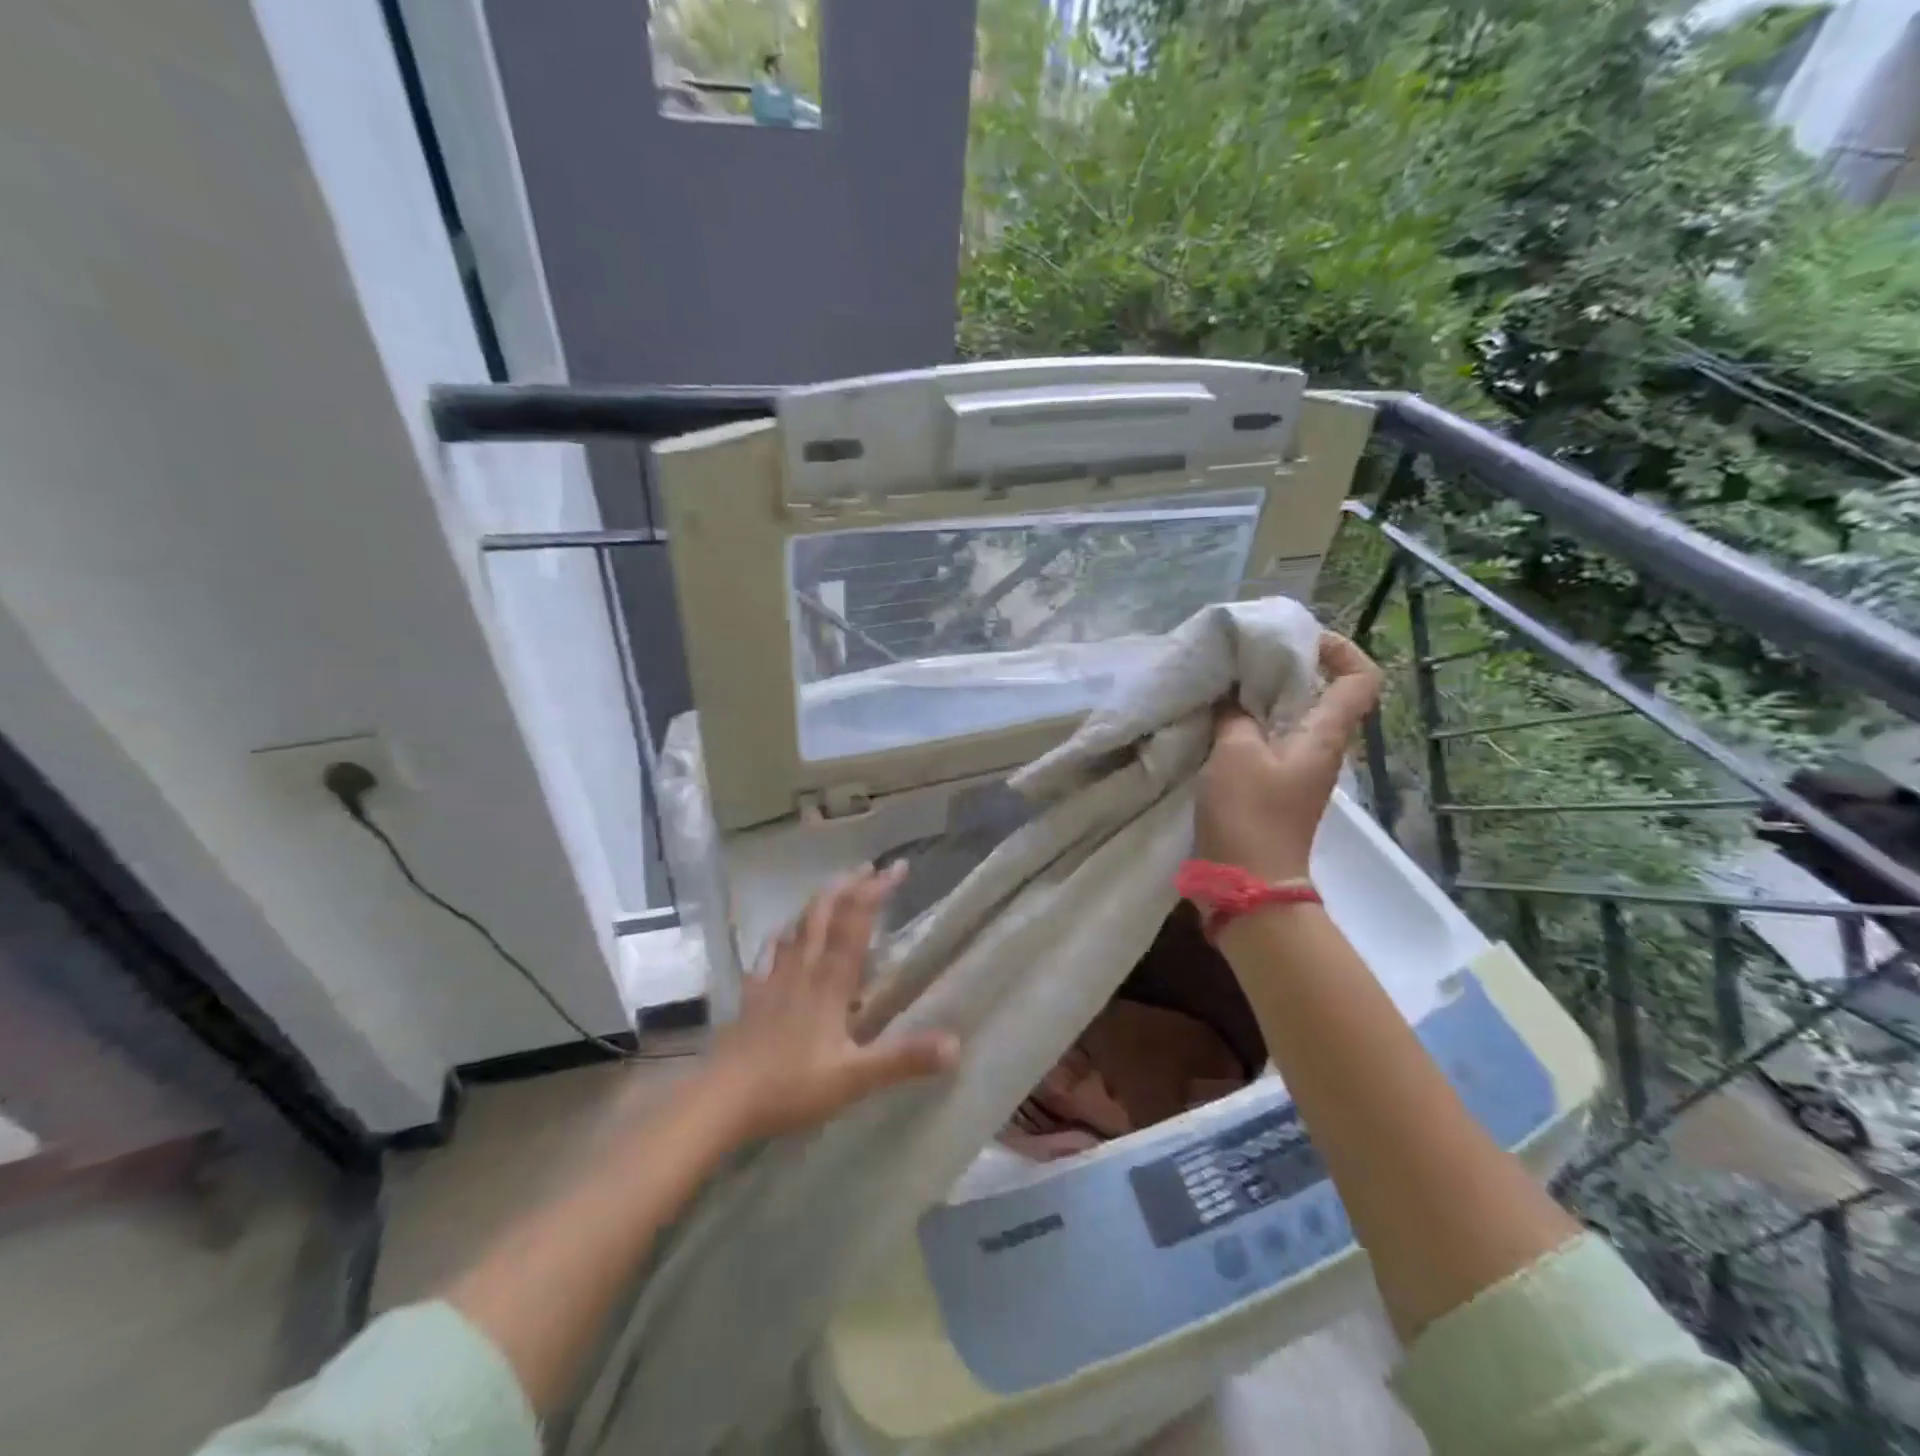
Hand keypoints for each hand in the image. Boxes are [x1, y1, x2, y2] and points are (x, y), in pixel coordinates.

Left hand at [699, 863, 960, 1141]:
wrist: (722, 1100)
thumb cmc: (791, 1086)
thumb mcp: (854, 1078)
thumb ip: (904, 1059)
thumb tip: (956, 1045)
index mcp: (830, 982)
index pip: (856, 923)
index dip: (876, 891)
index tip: (899, 867)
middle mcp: (803, 970)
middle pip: (825, 913)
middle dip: (849, 886)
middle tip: (870, 867)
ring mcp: (774, 980)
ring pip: (799, 926)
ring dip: (820, 901)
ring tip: (835, 888)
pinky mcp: (754, 996)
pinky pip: (770, 953)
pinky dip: (783, 935)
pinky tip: (782, 934)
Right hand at [1195, 632, 1382, 882]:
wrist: (1246, 882)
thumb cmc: (1249, 814)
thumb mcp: (1235, 753)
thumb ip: (1234, 715)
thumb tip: (1232, 695)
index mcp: (1324, 736)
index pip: (1360, 680)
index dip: (1341, 650)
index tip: (1301, 639)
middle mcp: (1320, 750)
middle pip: (1321, 693)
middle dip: (1288, 668)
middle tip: (1244, 657)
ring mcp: (1297, 771)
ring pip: (1290, 718)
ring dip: (1262, 697)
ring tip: (1224, 684)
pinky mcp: (1273, 788)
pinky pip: (1267, 741)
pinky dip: (1246, 725)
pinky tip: (1214, 722)